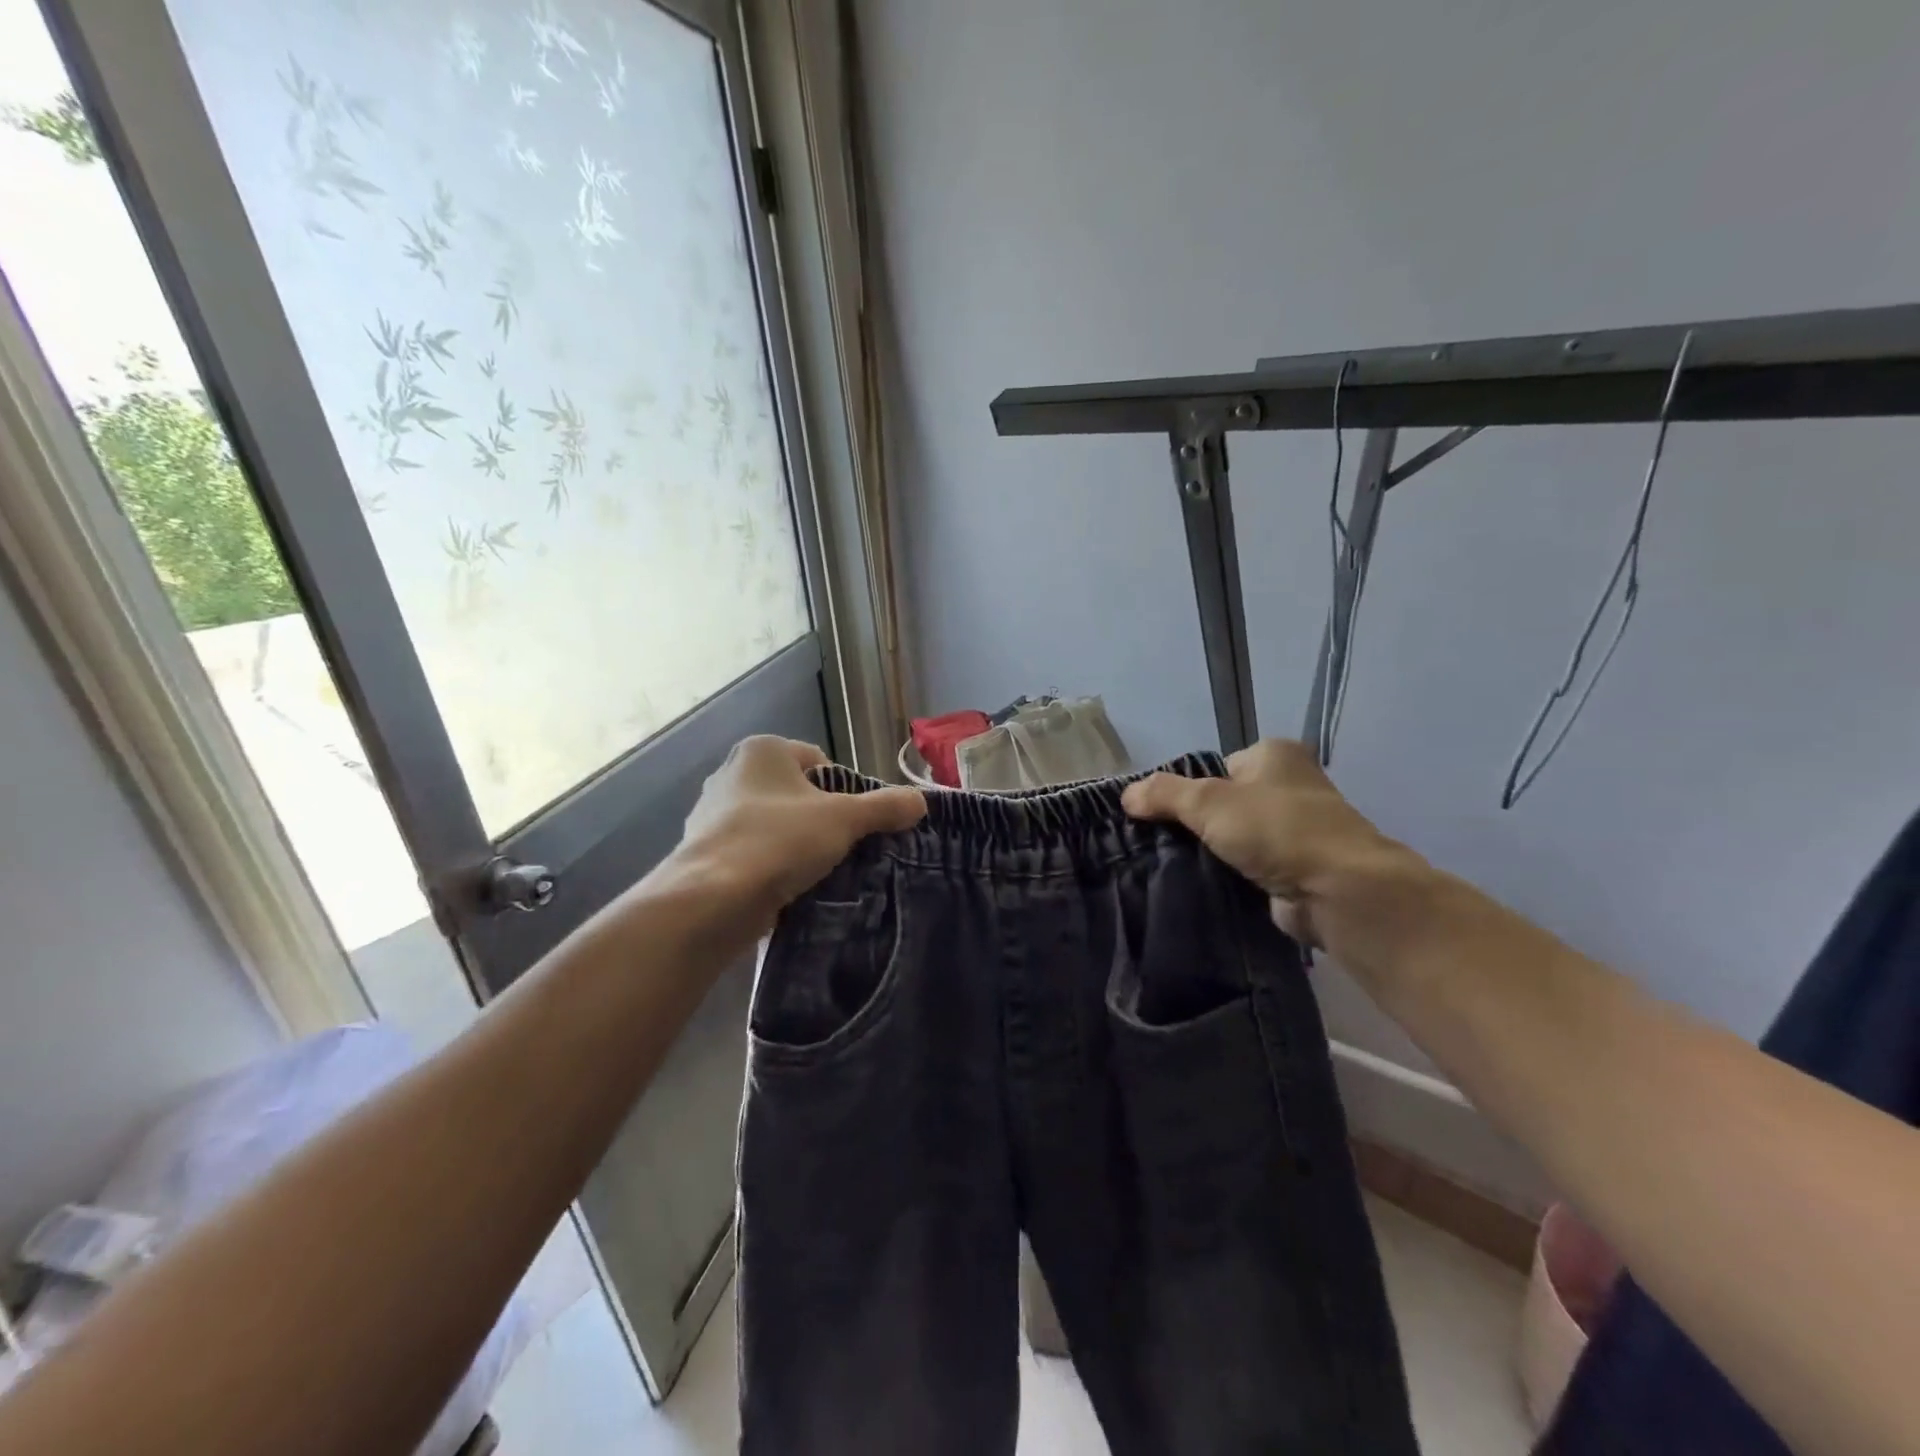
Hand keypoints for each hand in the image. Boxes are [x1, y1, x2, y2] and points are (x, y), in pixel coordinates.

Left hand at [674, 736, 925, 931]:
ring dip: (795, 844)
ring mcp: (711, 814)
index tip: (854, 824)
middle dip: (820, 819)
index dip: (845, 791)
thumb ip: (885, 807)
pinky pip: (751, 852)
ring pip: (773, 824)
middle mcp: (731, 772)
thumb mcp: (845, 820)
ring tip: (815, 873)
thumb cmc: (779, 840)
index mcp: (762, 750)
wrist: (711, 898)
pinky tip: (785, 889)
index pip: (820, 762)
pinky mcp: (703, 852)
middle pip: (796, 794)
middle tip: (841, 849)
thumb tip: (921, 801)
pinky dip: (770, 866)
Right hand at [1122, 739, 1425, 948]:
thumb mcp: (1209, 801)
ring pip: (1233, 837)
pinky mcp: (1295, 868)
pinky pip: (1247, 866)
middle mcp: (1288, 786)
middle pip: (1223, 802)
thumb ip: (1164, 794)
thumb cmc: (1277, 829)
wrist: (1338, 892)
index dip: (1184, 788)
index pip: (1214, 766)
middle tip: (1157, 842)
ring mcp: (1295, 830)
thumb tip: (1126, 795)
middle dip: (1194, 823)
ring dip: (1210, 852)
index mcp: (1274, 755)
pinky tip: (1200, 886)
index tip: (1156, 815)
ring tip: (1170, 866)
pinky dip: (1228, 875)